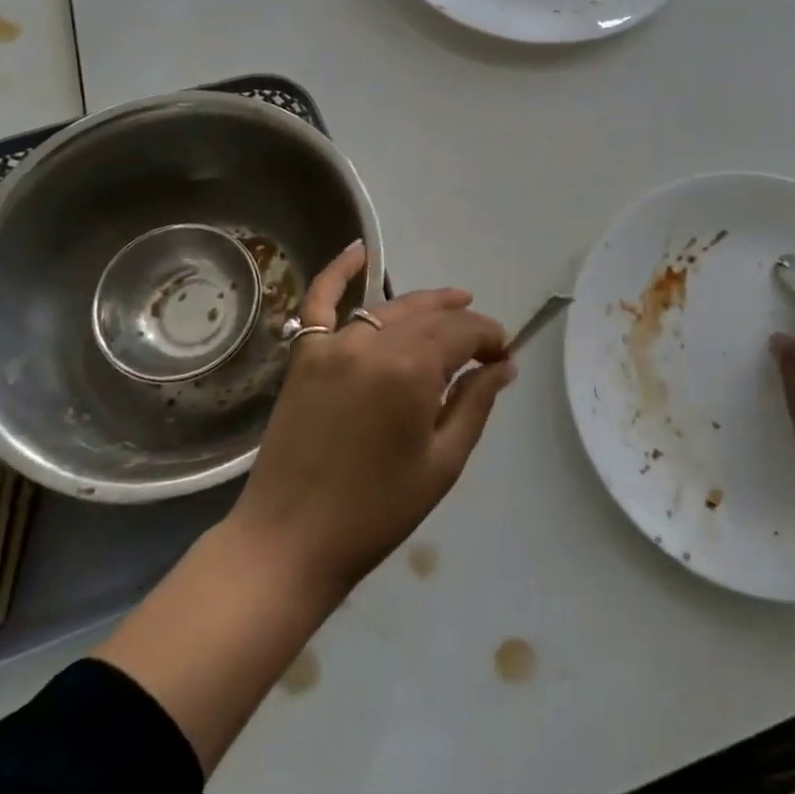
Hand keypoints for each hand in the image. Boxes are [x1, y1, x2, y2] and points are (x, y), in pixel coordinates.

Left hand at [229, 240, 516, 597]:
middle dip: (464, 323)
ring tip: (454, 301)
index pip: (464, 332)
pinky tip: (358, 251)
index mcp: (411, 371)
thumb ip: (475, 404)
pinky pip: (320, 302)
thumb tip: (503, 366)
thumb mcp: (442, 463)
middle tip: (485, 343)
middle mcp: (372, 344)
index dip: (491, 338)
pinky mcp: (304, 356)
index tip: (504, 356)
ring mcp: (332, 345)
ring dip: (425, 304)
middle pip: (430, 316)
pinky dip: (339, 273)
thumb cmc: (376, 512)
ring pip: (389, 308)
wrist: (290, 542)